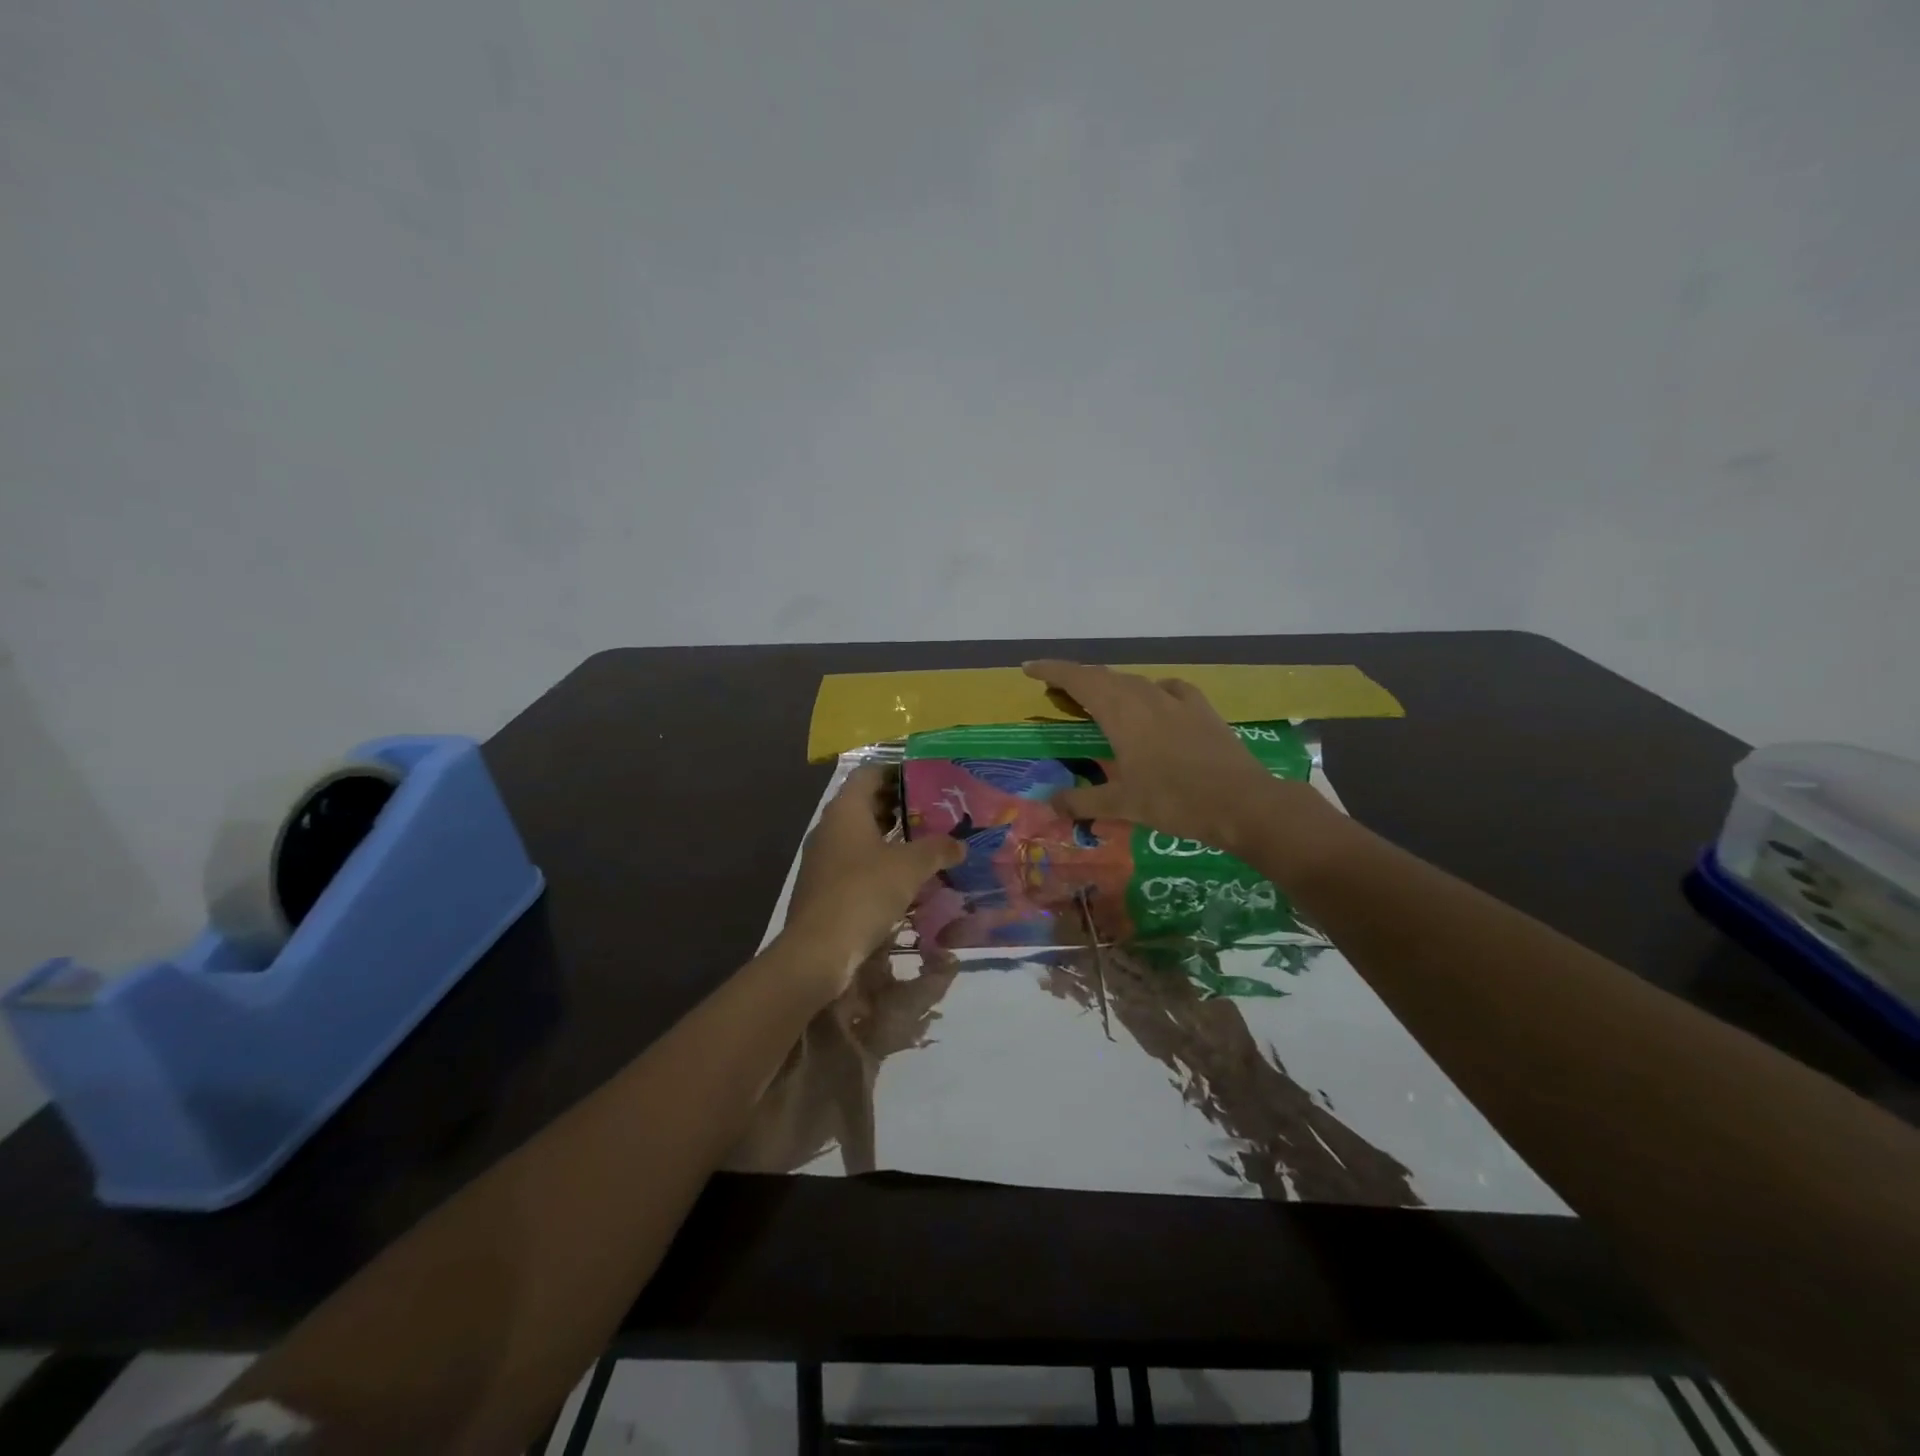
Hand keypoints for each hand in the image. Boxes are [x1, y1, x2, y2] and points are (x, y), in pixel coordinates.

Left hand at [785, 765, 963, 992]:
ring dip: (889, 837)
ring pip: (859, 835)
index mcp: (846, 810)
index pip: (869, 773)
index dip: (896, 771)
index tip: (925, 779)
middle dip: (897, 806)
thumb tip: (960, 845)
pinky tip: (902, 878)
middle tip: (932, 812)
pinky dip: (877, 862)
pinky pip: (853, 862)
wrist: (818, 950)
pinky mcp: (822, 886)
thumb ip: (937, 849)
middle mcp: (829, 827)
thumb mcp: (910, 868)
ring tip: (923, 844)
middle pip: (864, 803)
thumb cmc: (864, 893)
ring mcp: (822, 858)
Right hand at [1021, 660, 1328, 855]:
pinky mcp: (1201, 708)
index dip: (1052, 670)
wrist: (1241, 801)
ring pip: (1133, 682)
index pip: (1078, 679)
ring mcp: (1176, 699)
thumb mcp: (1123, 805)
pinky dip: (1149, 692)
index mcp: (1120, 712)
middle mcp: (1145, 696)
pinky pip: (1167, 689)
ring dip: (1110, 686)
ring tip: (1098, 701)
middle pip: (1103, 676)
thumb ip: (1082, 801)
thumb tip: (1051, 804)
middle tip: (1057, 691)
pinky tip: (1153, 703)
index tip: (1029, 668)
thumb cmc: (1174, 800)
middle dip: (1076, 679)